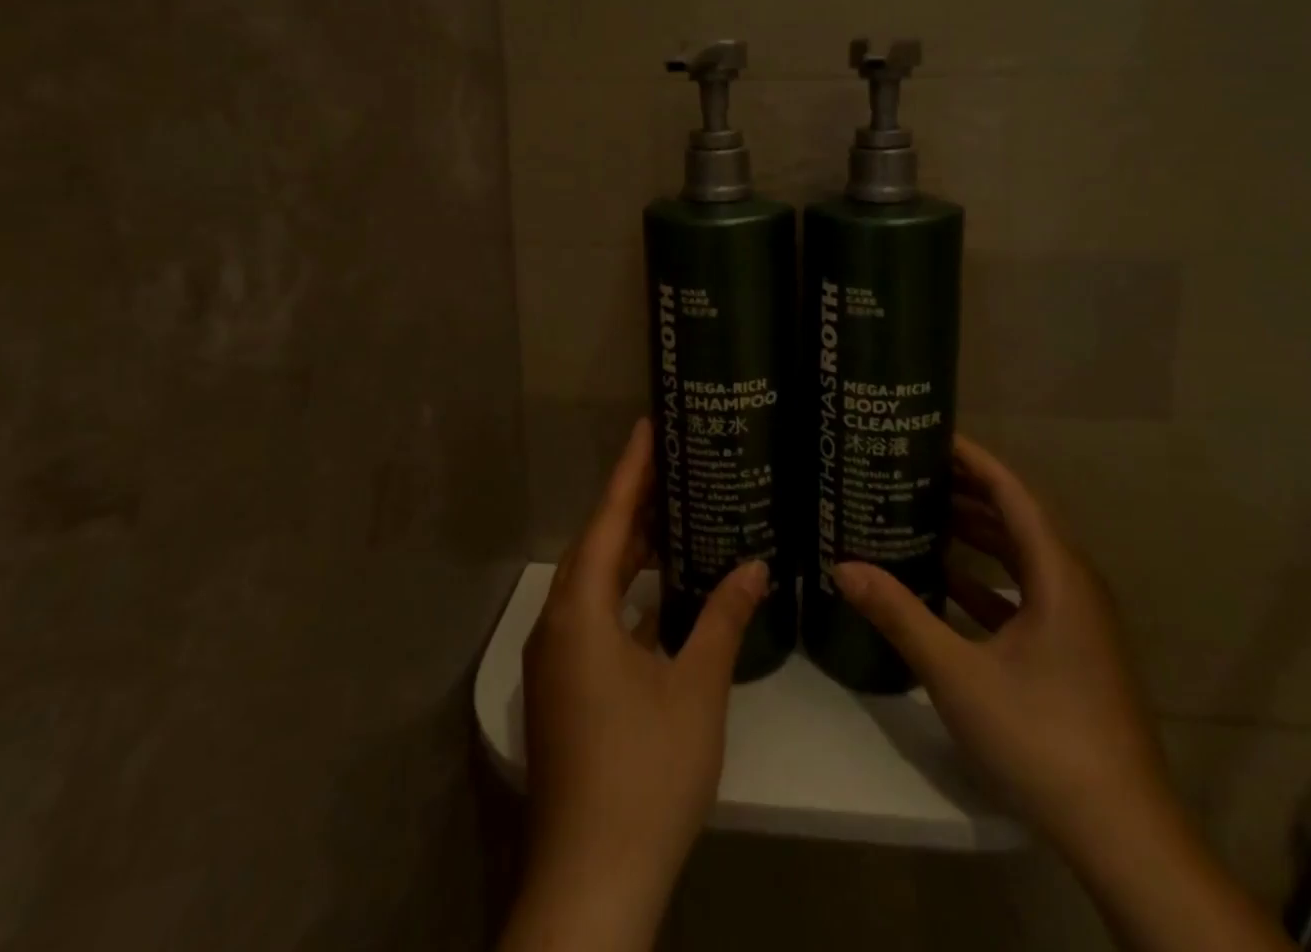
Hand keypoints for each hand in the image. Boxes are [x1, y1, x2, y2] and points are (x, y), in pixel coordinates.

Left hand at [501, 419, 767, 951]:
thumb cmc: (645, 773)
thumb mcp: (695, 689)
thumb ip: (724, 618)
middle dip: (631, 504)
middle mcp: (557, 625)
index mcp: (580, 611)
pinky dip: (623, 591)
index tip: (648, 426)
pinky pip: (592, 615)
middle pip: (595, 545)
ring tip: (672, 516)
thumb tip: (755, 564)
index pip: (607, 519)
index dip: (630, 470)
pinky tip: (657, 593)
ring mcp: (555, 660)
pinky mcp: (563, 689)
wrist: (591, 883)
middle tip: (673, 465)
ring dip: (627, 550)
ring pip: (592, 582)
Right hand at [833, 434, 1170, 857]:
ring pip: (1022, 556)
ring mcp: (1078, 620)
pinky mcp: (1073, 650)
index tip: (930, 433)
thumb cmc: (1043, 738)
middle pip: (1017, 517)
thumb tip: (843, 566)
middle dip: (966, 490)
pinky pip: (1025, 591)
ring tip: (921, 512)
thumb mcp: (958, 673)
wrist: (1124, 836)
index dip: (973, 458)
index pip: (1012, 492)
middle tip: (912, 468)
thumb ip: (900, 615)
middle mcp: (1074, 584)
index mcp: (1058, 574)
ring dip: (976, 533)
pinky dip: (986, 577)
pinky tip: (945, 580)